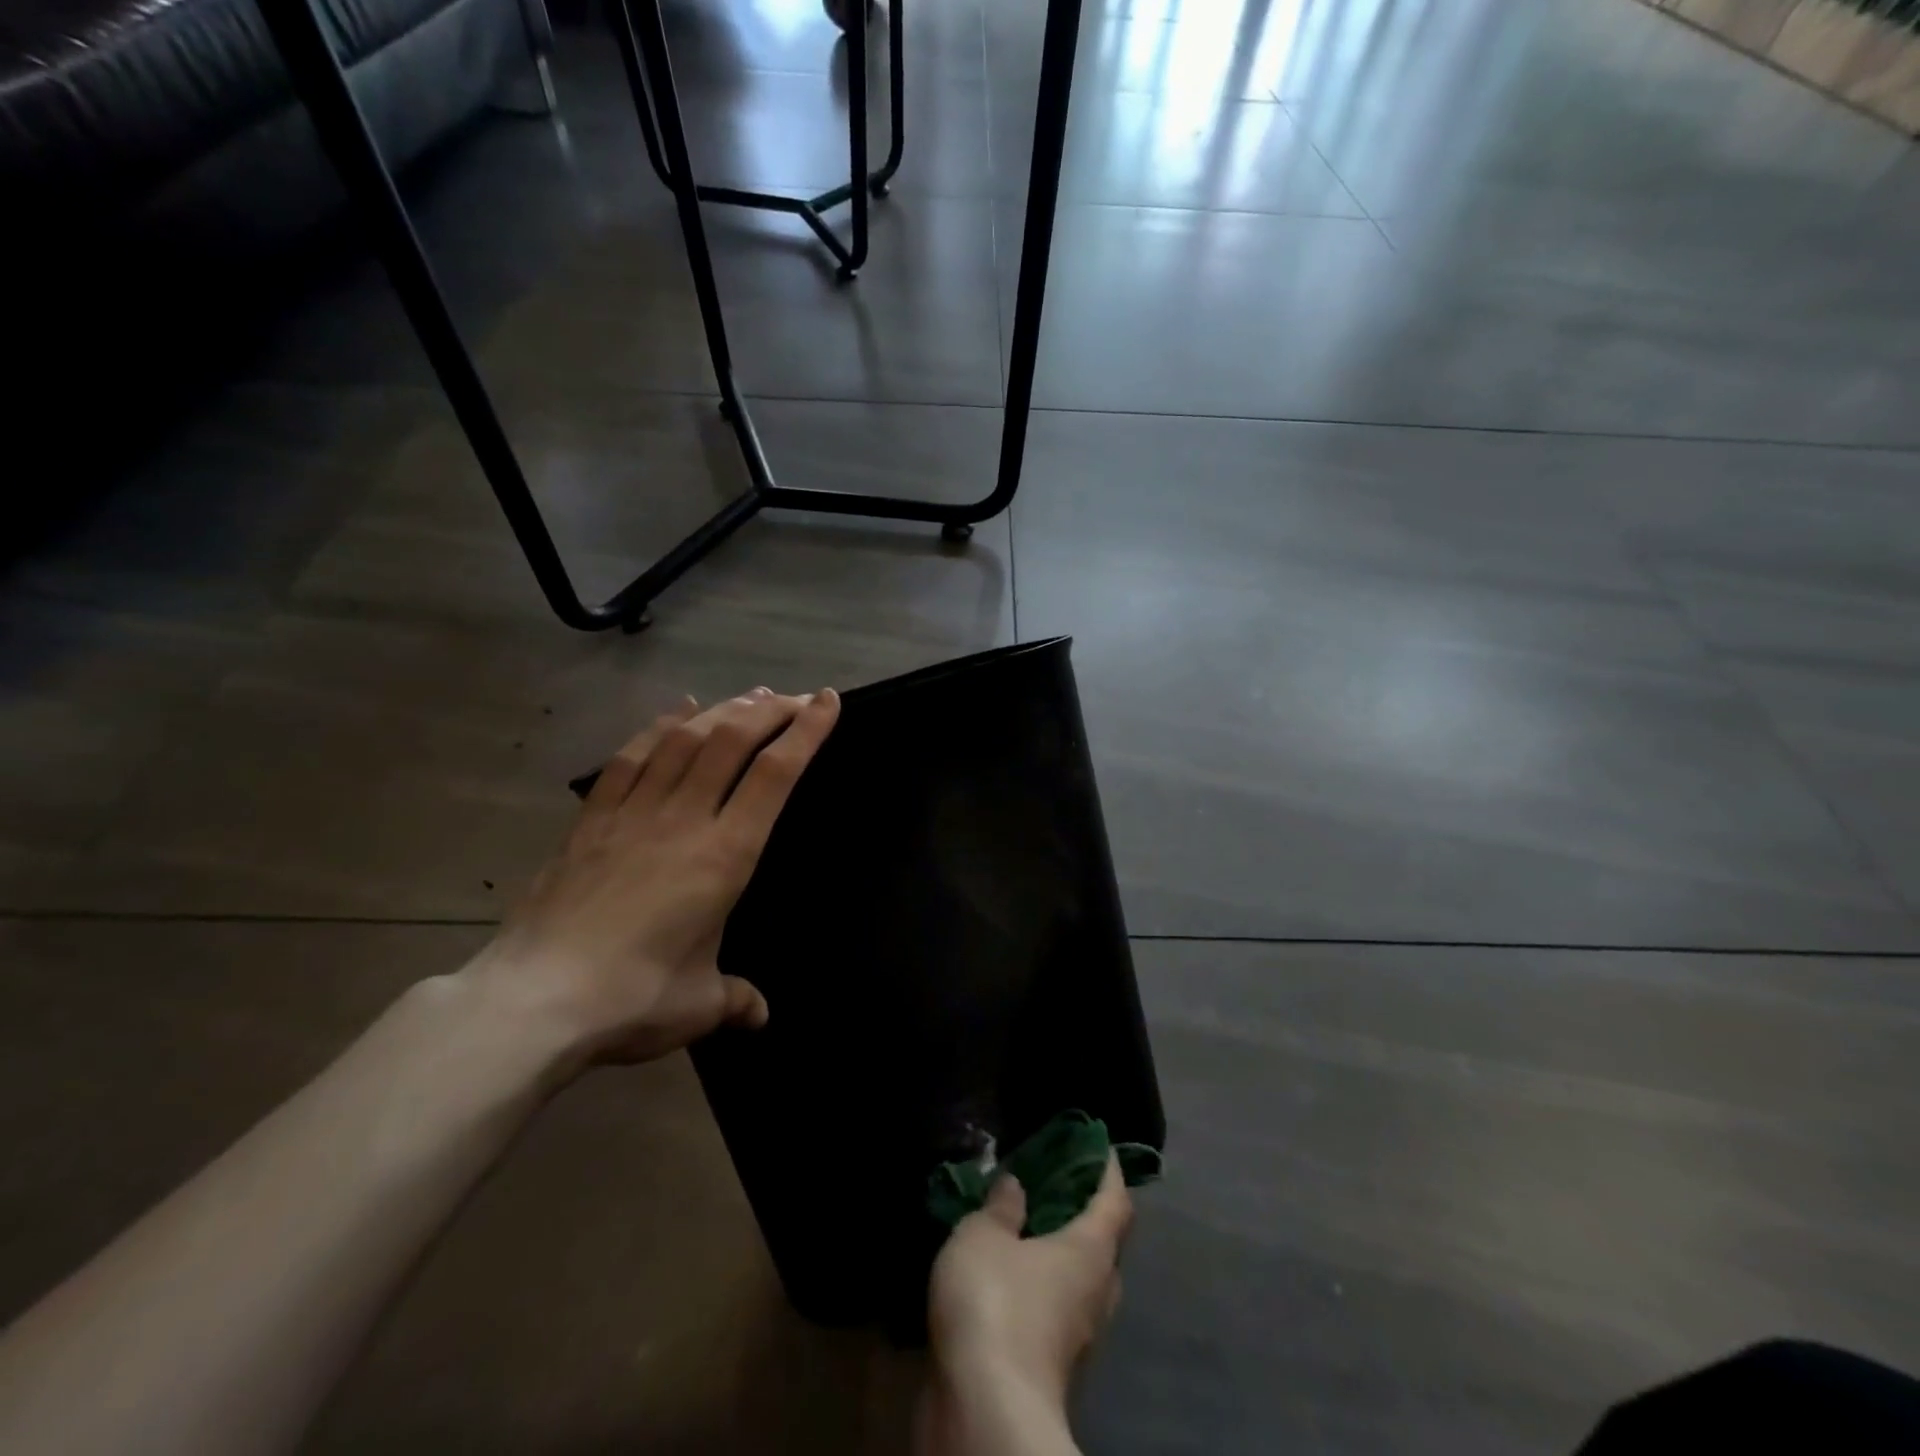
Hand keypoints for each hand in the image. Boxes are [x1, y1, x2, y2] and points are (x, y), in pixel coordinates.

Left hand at [462, 686, 839, 1071]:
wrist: (533, 1001)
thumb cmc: (633, 999)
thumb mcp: (699, 1004)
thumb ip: (735, 998)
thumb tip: (758, 1014)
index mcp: (725, 856)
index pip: (775, 776)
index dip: (807, 732)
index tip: (827, 702)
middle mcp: (684, 820)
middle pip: (732, 742)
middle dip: (771, 711)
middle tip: (795, 698)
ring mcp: (633, 814)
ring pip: (684, 740)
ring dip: (723, 711)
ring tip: (750, 697)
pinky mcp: (592, 821)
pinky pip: (630, 759)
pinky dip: (659, 727)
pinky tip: (678, 712)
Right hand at [928, 1156, 1133, 1403]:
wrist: (985, 1412)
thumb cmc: (994, 1304)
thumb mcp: (984, 1235)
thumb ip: (1001, 1207)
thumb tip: (1017, 1185)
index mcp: (1090, 1252)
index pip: (1115, 1203)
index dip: (1110, 1172)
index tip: (1102, 1147)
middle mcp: (1095, 1294)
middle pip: (1105, 1247)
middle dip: (1088, 1215)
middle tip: (1060, 1185)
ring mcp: (1078, 1339)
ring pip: (1081, 1285)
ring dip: (1062, 1255)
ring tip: (1029, 1227)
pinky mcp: (1052, 1369)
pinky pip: (1056, 1313)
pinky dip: (1041, 1288)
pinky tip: (1010, 1277)